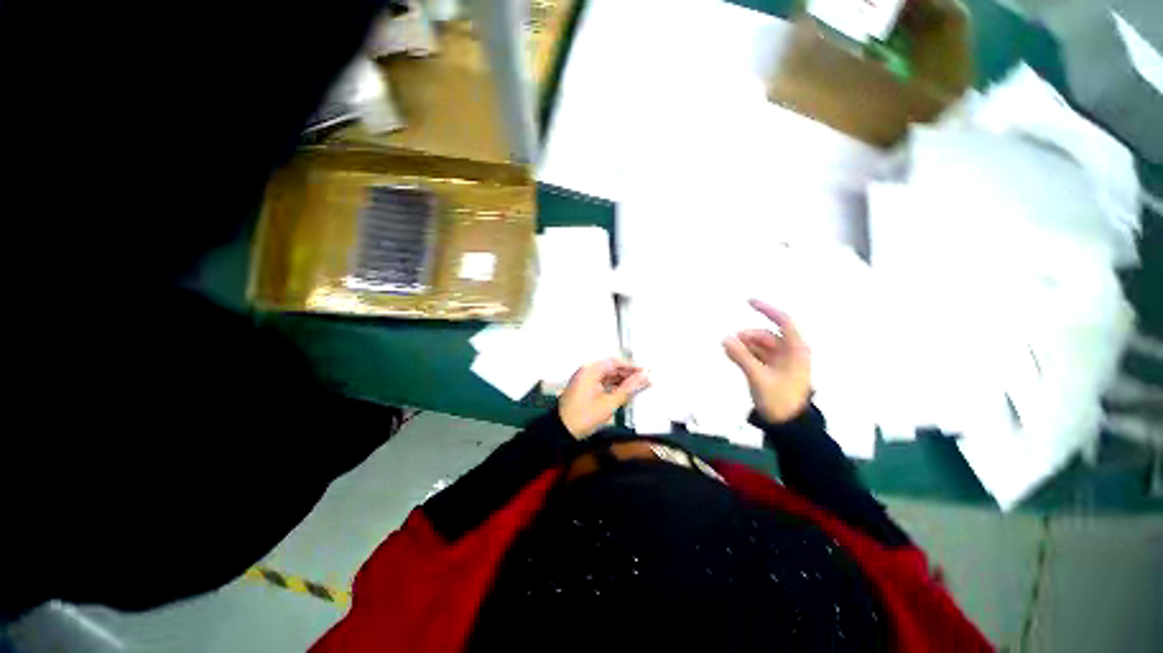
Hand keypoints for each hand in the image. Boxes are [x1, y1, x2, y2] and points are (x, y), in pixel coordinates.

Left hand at [559, 359, 649, 438]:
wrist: (561, 431)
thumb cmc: (585, 416)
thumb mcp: (609, 403)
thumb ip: (628, 389)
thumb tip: (645, 377)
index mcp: (591, 370)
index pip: (616, 363)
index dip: (632, 367)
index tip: (647, 372)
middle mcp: (587, 370)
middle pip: (611, 368)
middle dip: (628, 375)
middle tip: (645, 381)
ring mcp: (584, 379)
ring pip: (607, 376)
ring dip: (621, 381)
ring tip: (638, 387)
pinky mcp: (584, 388)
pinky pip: (602, 382)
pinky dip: (613, 387)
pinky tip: (624, 393)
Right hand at [723, 300, 811, 423]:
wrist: (788, 427)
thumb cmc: (779, 400)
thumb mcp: (758, 377)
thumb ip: (741, 356)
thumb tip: (725, 337)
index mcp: (796, 350)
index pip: (783, 321)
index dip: (767, 309)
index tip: (748, 301)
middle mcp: (791, 352)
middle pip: (766, 335)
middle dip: (747, 336)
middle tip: (728, 342)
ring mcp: (782, 362)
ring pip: (760, 345)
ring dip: (744, 345)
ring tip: (727, 351)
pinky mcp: (774, 370)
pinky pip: (758, 355)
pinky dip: (746, 354)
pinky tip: (731, 355)